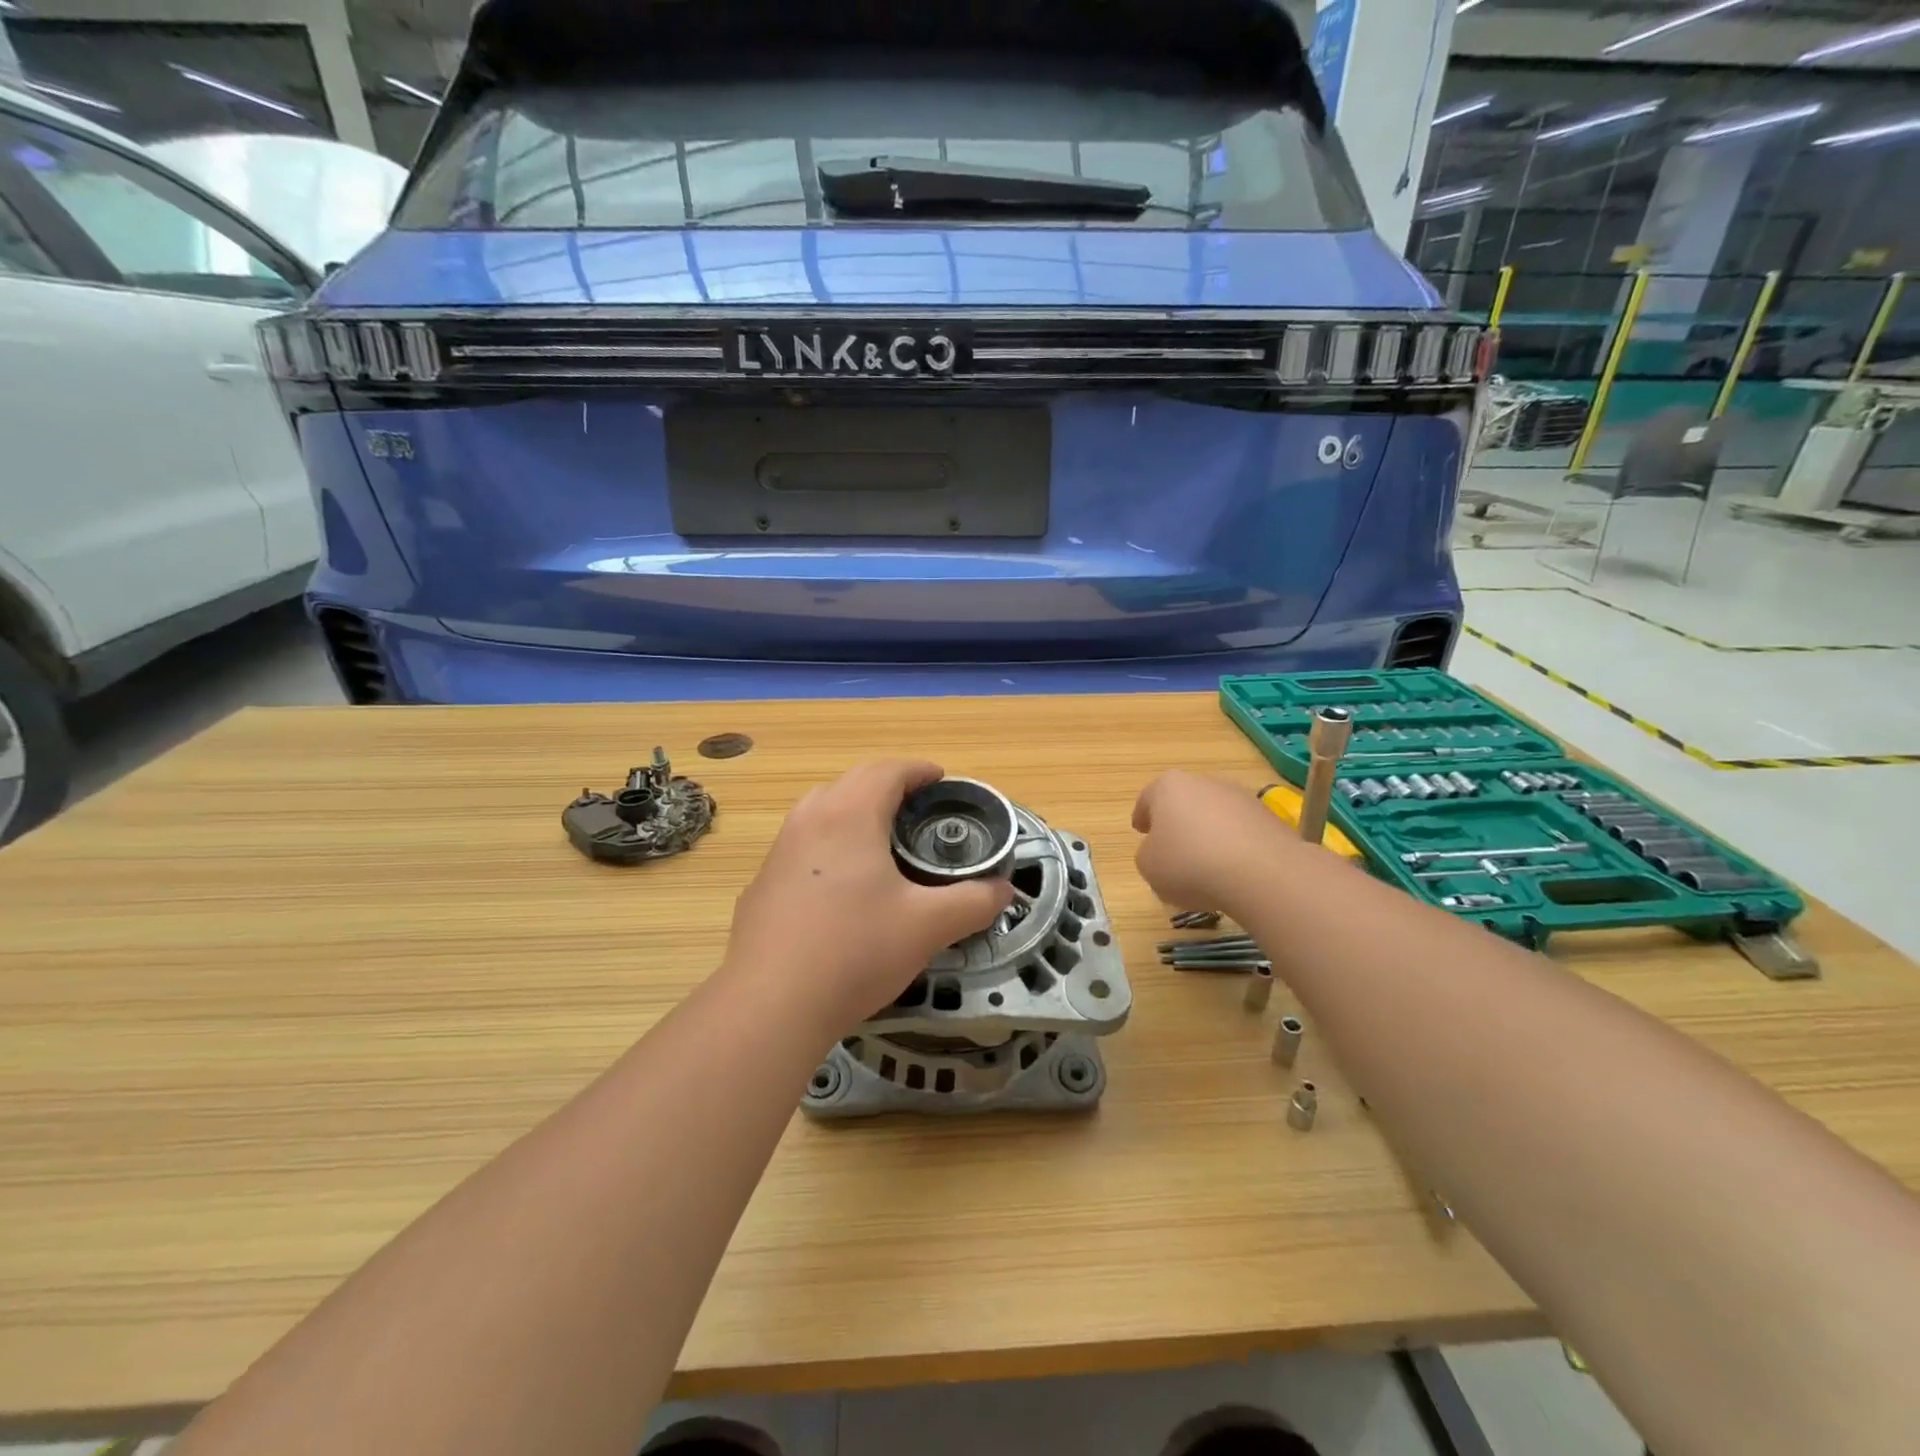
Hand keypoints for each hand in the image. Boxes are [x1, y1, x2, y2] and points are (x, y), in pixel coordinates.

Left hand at [722, 761, 1014, 1038]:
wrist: (771, 1004)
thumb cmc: (856, 951)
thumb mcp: (928, 926)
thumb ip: (973, 902)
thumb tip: (1003, 890)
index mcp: (849, 816)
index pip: (886, 771)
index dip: (917, 770)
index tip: (940, 779)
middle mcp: (808, 821)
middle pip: (850, 783)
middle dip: (885, 786)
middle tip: (916, 811)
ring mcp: (777, 853)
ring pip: (819, 812)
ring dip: (851, 813)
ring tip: (878, 842)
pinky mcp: (760, 886)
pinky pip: (799, 848)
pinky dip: (826, 847)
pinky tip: (839, 889)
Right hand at [1132, 769, 1297, 916]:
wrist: (1262, 873)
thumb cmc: (1190, 864)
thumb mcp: (1148, 866)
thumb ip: (1147, 854)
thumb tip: (1161, 851)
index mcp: (1168, 786)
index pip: (1148, 797)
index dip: (1142, 816)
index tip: (1140, 831)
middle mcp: (1205, 782)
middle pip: (1184, 801)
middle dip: (1177, 822)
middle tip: (1172, 848)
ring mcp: (1241, 797)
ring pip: (1215, 815)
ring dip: (1208, 834)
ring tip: (1205, 865)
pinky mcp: (1269, 818)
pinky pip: (1241, 832)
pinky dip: (1233, 846)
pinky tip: (1232, 871)